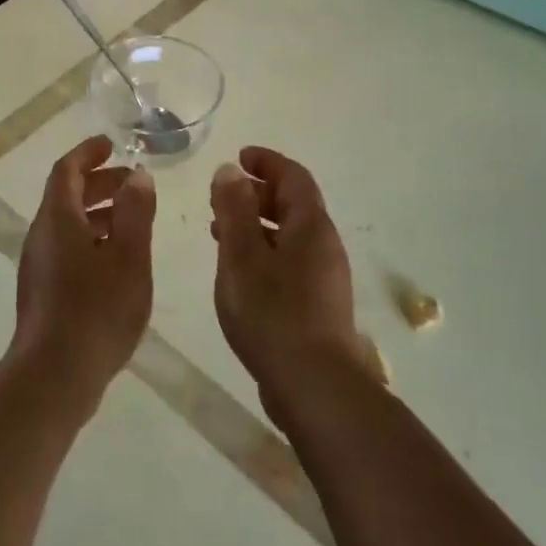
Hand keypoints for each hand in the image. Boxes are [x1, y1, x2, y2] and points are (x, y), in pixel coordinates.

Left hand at [11, 135, 155, 413]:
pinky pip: (67, 248)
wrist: (54, 376)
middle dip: (100, 183)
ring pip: (68, 224)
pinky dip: (92, 239)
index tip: (111, 144)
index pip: (68, 170)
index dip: (88, 153)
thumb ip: (135, 213)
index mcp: (58, 219)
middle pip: (67, 196)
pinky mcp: (43, 291)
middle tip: (134, 183)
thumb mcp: (129, 257)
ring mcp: (39, 265)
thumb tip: (137, 177)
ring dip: (99, 213)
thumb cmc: (96, 310)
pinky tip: (118, 261)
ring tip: (134, 221)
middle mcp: (42, 236)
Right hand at [210, 147, 369, 410]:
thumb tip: (230, 170)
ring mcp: (325, 278)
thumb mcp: (242, 255)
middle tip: (222, 197)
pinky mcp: (318, 306)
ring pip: (290, 235)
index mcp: (311, 226)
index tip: (239, 157)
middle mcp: (324, 245)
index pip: (293, 177)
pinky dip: (264, 252)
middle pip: (294, 204)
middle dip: (258, 193)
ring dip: (257, 225)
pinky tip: (240, 274)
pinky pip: (290, 261)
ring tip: (220, 233)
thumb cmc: (273, 313)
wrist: (315, 388)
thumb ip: (234, 209)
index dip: (267, 162)